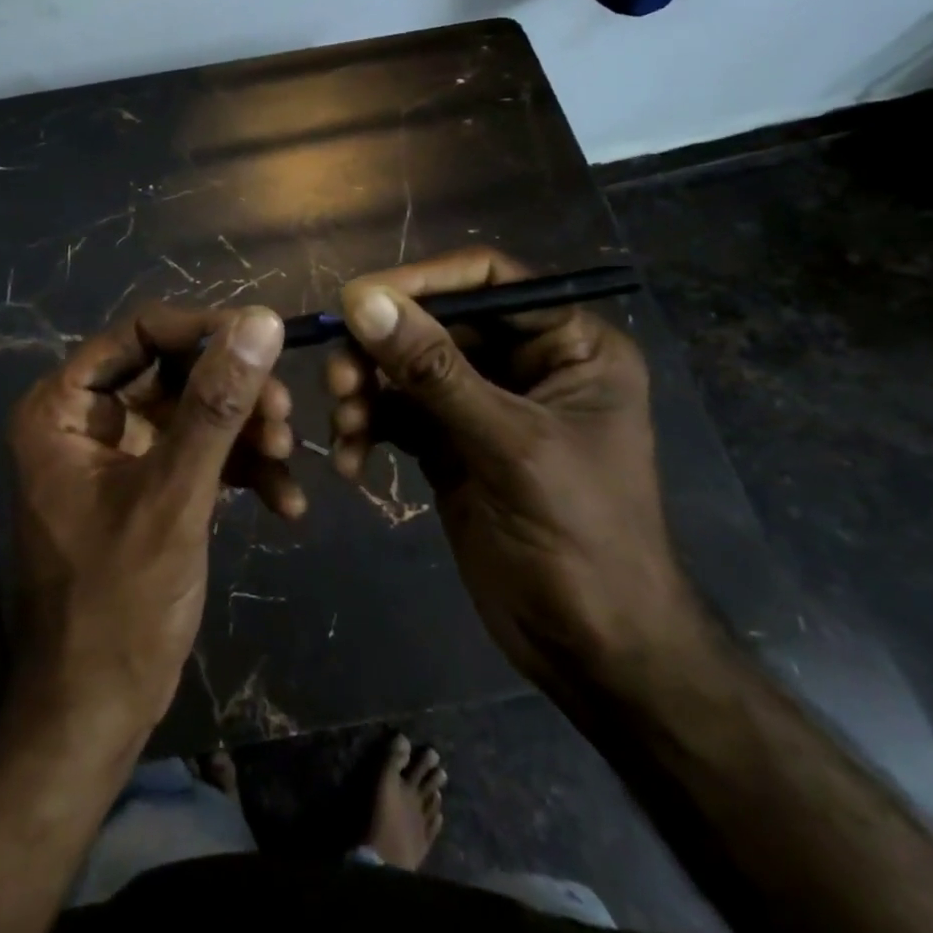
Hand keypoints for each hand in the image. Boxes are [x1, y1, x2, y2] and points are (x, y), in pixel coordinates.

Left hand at [6, 304, 287, 747]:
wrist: (95, 713)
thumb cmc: (117, 604)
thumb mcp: (173, 497)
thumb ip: (216, 406)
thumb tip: (260, 321)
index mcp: (64, 407)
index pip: (141, 332)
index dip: (205, 331)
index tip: (267, 341)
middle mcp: (88, 419)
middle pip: (175, 371)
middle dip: (235, 393)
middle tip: (285, 417)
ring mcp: (121, 453)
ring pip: (196, 412)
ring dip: (246, 433)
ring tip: (288, 461)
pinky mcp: (151, 486)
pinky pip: (202, 455)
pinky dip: (243, 472)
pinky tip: (286, 503)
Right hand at [325, 248, 695, 693]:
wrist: (593, 652)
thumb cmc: (581, 538)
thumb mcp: (508, 445)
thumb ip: (434, 370)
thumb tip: (361, 299)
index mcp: (567, 344)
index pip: (486, 280)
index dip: (421, 282)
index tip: (357, 300)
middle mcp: (524, 362)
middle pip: (434, 324)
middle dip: (382, 350)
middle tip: (339, 379)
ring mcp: (483, 404)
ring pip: (406, 369)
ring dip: (367, 391)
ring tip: (345, 426)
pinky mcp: (450, 443)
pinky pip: (396, 414)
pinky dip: (368, 429)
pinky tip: (352, 462)